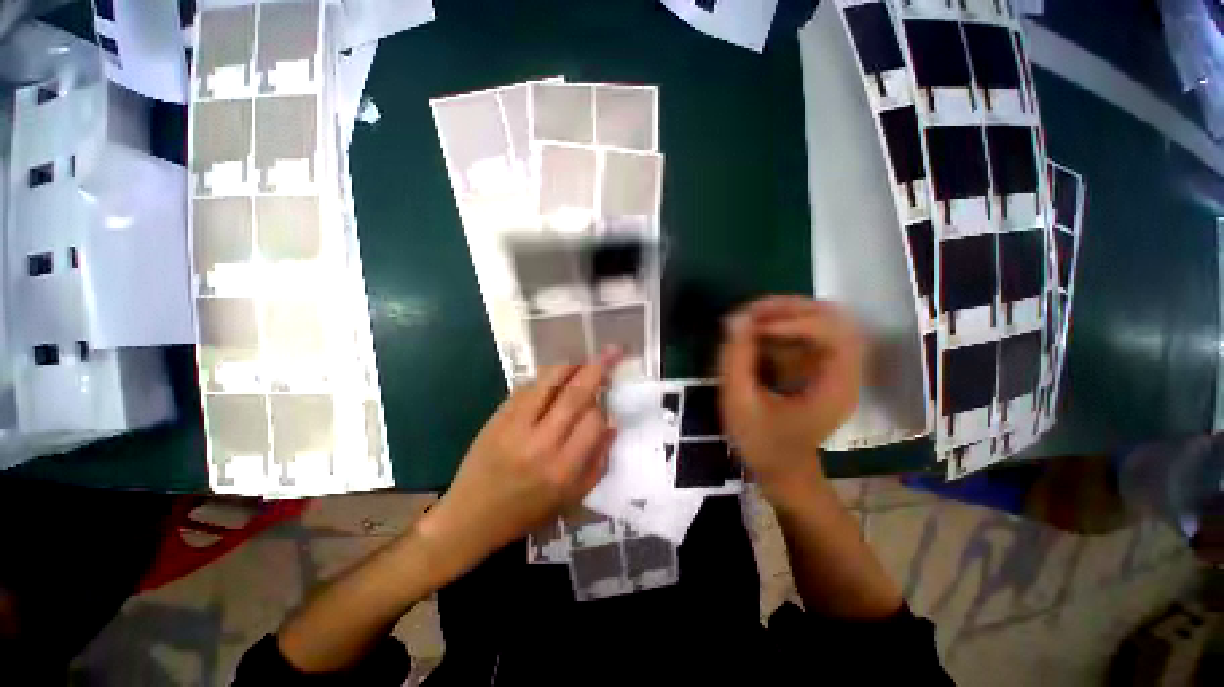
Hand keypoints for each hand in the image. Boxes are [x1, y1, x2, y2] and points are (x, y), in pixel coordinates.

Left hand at [422, 354, 618, 565]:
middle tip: (611, 350)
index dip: (603, 406)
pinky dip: (545, 376)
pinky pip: (527, 386)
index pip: (594, 421)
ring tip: (583, 358)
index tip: (606, 399)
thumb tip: (612, 423)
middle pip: (575, 395)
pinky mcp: (498, 416)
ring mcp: (516, 426)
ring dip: (571, 365)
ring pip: (549, 382)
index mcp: (563, 469)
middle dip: (597, 368)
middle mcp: (542, 443)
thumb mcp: (571, 498)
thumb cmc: (527, 512)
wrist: (471, 516)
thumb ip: (598, 461)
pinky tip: (555, 376)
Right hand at [718, 296, 863, 499]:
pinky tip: (758, 334)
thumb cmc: (763, 443)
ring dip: (786, 313)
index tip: (754, 329)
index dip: (794, 322)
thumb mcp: (740, 403)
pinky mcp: (821, 368)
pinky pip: (808, 333)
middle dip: (789, 309)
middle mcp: (845, 371)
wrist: (783, 472)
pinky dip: (783, 326)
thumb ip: (736, 359)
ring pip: (822, 320)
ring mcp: (835, 368)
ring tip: (750, 320)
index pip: (833, 333)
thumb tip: (736, 318)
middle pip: (833, 318)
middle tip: (751, 314)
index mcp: (836, 386)